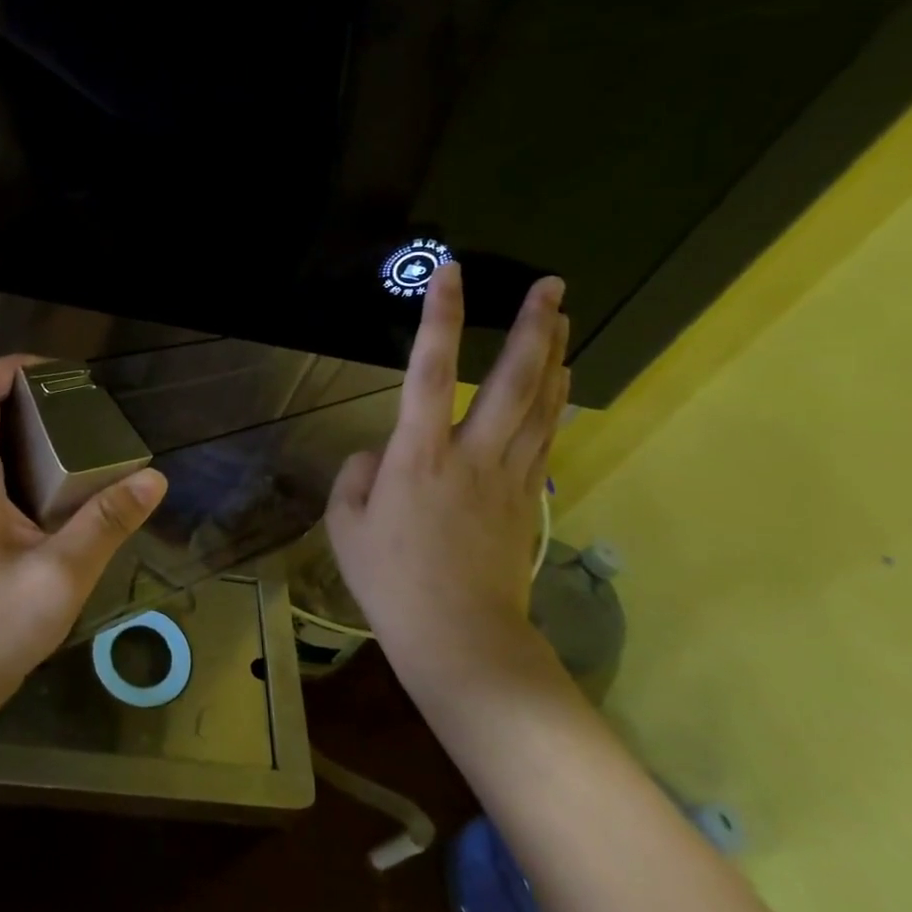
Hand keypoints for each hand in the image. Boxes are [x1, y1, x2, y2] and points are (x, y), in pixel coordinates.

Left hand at [0, 355, 168, 745]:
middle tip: (82, 408)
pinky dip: (21, 459)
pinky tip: (58, 488)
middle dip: (28, 395)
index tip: (61, 374)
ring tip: (78, 439)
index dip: (12, 367)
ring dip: (25, 428)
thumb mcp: (61, 576)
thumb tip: (153, 478)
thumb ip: (106, 523)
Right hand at [325, 263, 569, 707]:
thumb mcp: (347, 527)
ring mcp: (508, 476)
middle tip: (551, 285)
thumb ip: (357, 478)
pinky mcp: (528, 498)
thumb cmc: (391, 583)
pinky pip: (546, 437)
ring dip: (553, 356)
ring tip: (563, 316)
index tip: (451, 273)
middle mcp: (470, 455)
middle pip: (512, 380)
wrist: (459, 638)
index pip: (430, 371)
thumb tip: (380, 457)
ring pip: (540, 404)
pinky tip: (564, 380)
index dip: (440, 318)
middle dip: (532, 328)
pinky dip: (557, 401)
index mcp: (418, 456)